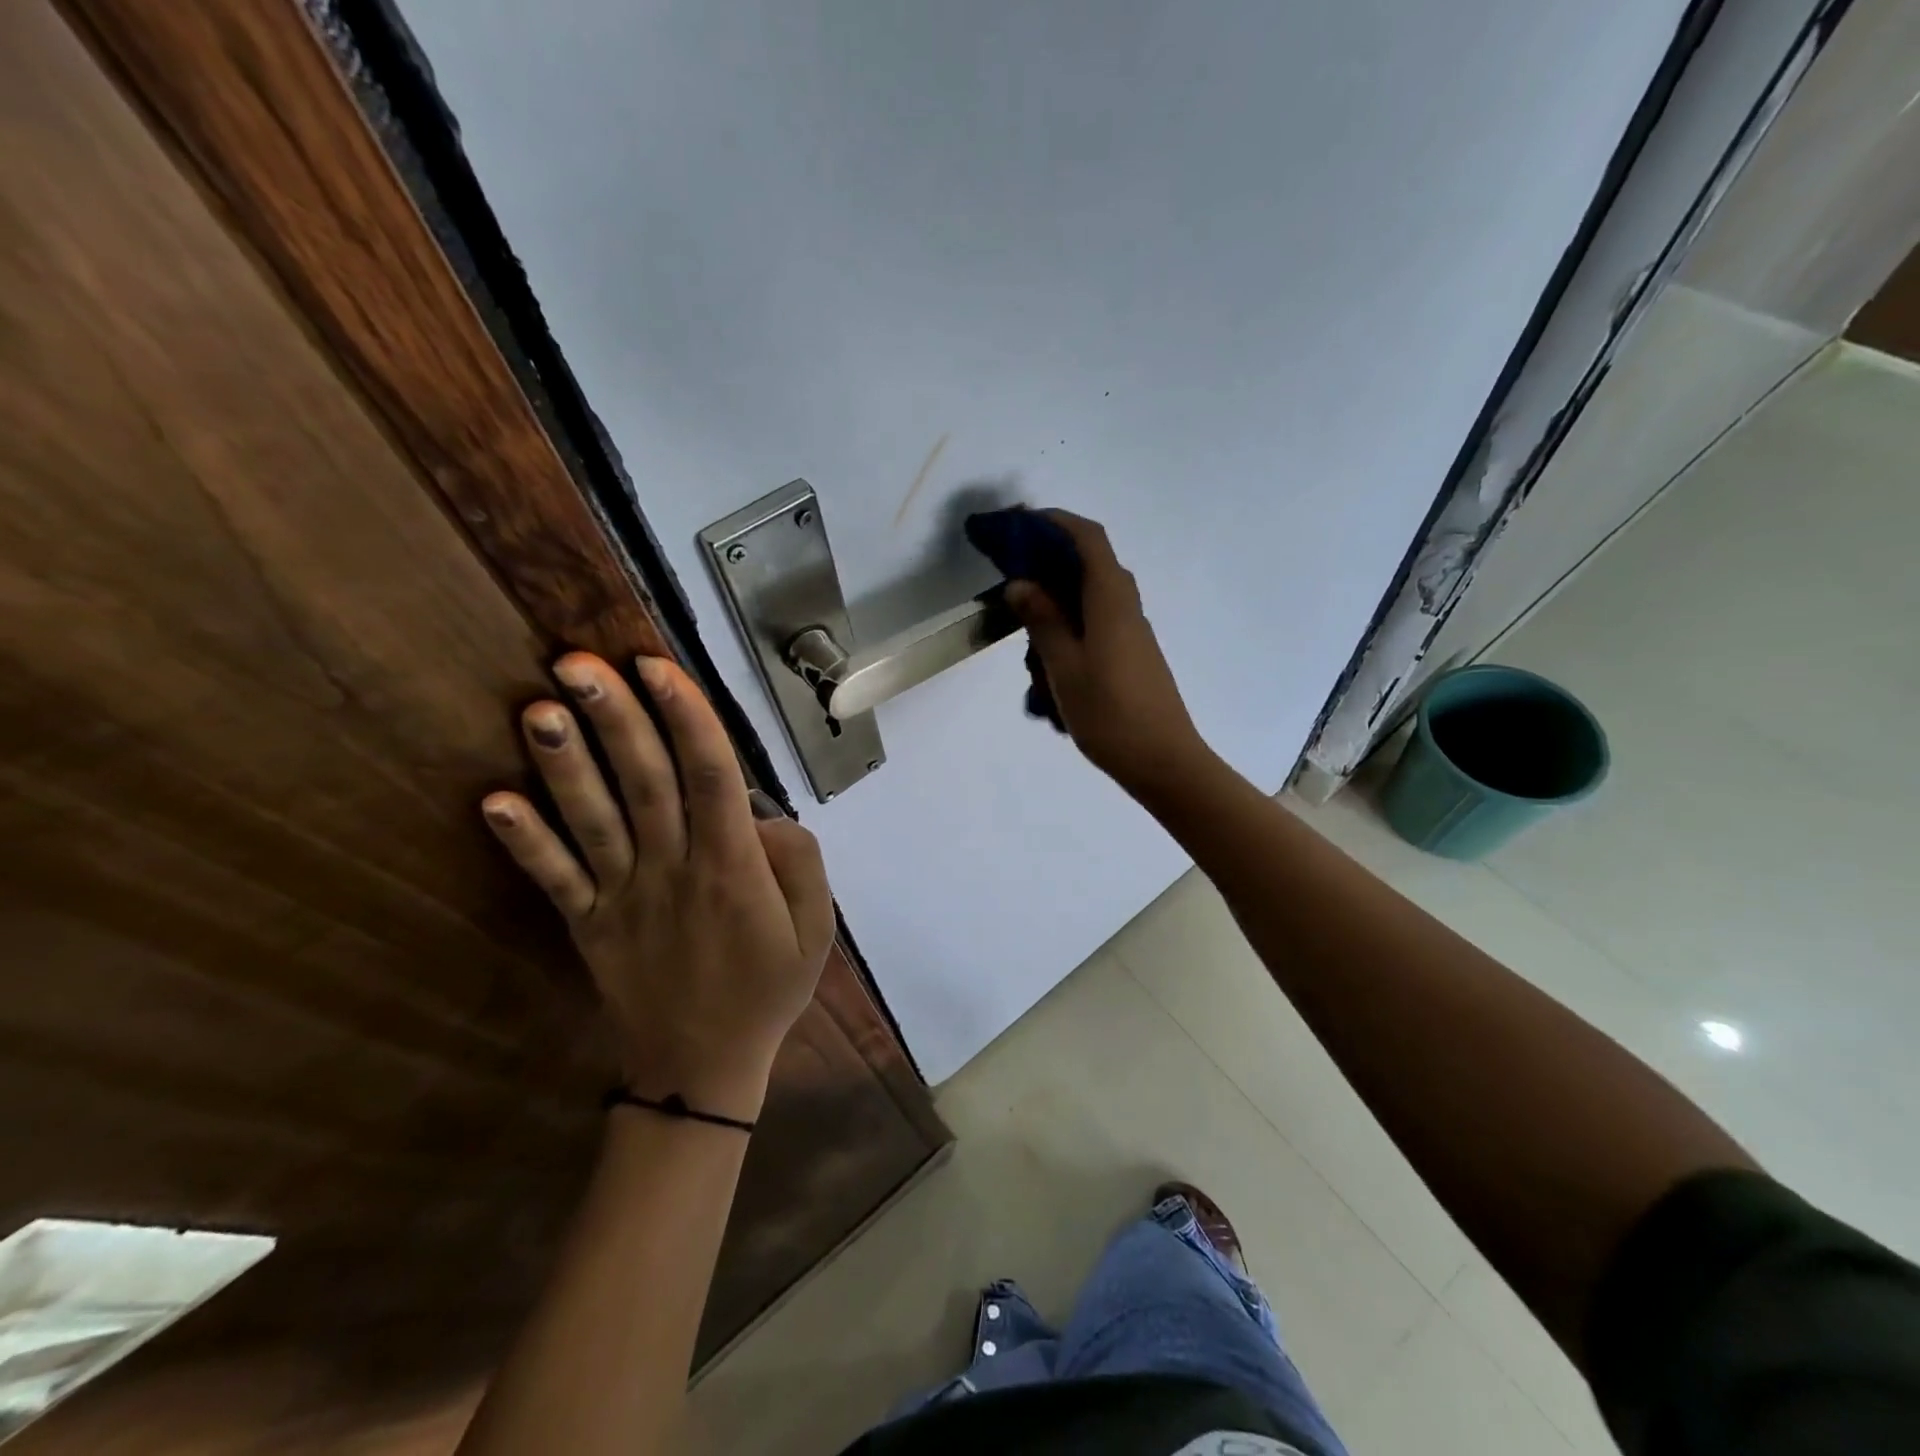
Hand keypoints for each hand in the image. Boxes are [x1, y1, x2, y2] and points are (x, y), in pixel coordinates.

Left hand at [480, 653, 833, 1123]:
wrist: (702, 1067)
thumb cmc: (767, 987)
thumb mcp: (816, 927)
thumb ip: (798, 859)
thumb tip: (759, 813)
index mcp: (731, 866)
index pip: (711, 775)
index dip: (685, 717)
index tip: (657, 666)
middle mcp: (672, 869)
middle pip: (645, 782)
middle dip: (615, 718)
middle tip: (579, 662)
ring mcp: (623, 897)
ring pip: (593, 820)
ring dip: (564, 765)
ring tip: (538, 709)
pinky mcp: (588, 925)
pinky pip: (554, 879)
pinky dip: (523, 842)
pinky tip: (491, 802)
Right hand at [1004, 510, 1212, 797]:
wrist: (1163, 761)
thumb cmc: (1110, 714)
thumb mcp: (1065, 666)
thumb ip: (1043, 621)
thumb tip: (1021, 583)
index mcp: (1111, 600)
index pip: (1088, 539)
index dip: (1056, 522)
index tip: (1020, 524)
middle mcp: (1126, 606)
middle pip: (1090, 563)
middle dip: (1051, 558)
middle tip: (1011, 572)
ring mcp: (1132, 631)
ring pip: (1091, 596)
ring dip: (1057, 597)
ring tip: (1023, 625)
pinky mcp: (1131, 654)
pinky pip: (1096, 622)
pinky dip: (1069, 624)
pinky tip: (1047, 658)